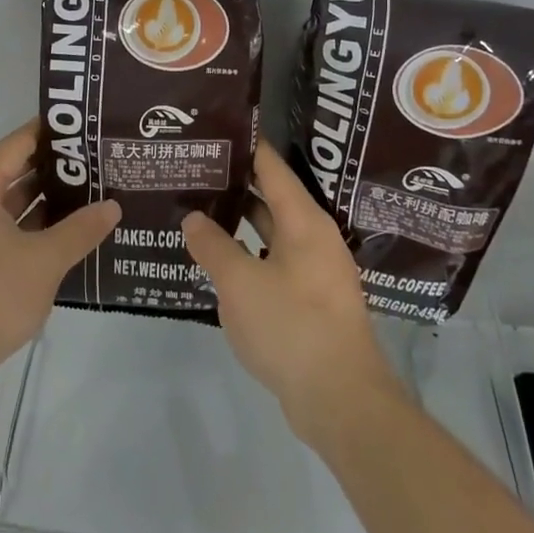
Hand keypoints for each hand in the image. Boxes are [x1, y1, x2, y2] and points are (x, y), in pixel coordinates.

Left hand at [0, 122, 118, 408]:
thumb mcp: (45, 260)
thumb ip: (81, 229)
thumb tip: (113, 206)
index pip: (17, 144)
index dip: (51, 133)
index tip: (84, 125)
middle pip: (13, 172)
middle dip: (54, 169)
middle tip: (97, 160)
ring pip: (9, 204)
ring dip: (45, 200)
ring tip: (90, 192)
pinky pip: (3, 230)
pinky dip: (31, 227)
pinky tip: (65, 233)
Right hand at [182, 143, 403, 449]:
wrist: (340, 400)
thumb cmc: (291, 328)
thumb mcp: (240, 283)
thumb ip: (213, 246)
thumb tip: (193, 218)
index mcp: (304, 221)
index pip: (271, 166)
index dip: (244, 146)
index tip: (213, 132)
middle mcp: (314, 237)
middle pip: (272, 196)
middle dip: (235, 183)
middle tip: (194, 170)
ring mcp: (315, 270)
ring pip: (272, 231)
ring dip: (240, 221)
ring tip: (199, 209)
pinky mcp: (310, 300)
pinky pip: (274, 261)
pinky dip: (248, 253)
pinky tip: (219, 259)